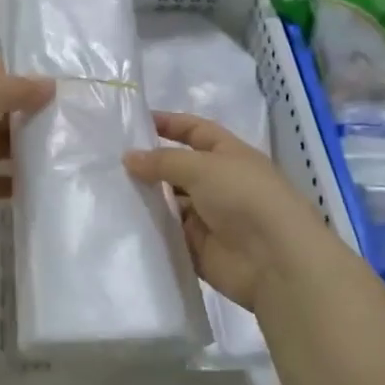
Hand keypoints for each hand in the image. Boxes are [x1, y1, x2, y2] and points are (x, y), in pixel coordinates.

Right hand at [125, 112, 331, 310]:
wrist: (276, 261)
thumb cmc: (244, 197)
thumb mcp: (202, 167)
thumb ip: (163, 161)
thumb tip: (129, 157)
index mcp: (228, 154)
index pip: (194, 130)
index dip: (168, 124)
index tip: (132, 123)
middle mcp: (219, 183)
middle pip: (178, 168)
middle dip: (149, 164)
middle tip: (108, 162)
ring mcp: (210, 217)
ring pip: (171, 202)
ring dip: (146, 198)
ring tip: (107, 192)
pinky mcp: (199, 248)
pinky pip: (170, 234)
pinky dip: (151, 229)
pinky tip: (121, 223)